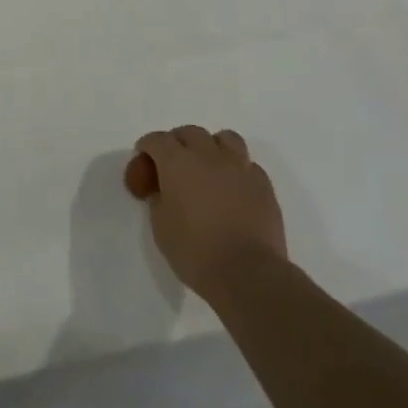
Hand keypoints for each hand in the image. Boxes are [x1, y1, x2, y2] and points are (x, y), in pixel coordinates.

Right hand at [134, 126, 287, 299]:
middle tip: (172, 166)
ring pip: (224, 138)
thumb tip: (165, 191)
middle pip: (189, 132)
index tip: (144, 164)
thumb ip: (159, 198)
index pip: (156, 140)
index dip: (147, 149)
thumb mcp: (160, 226)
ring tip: (207, 168)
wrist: (248, 274)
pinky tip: (232, 188)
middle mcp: (208, 156)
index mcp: (177, 162)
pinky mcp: (263, 184)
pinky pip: (247, 164)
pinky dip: (236, 169)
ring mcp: (239, 167)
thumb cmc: (195, 252)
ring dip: (211, 147)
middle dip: (177, 144)